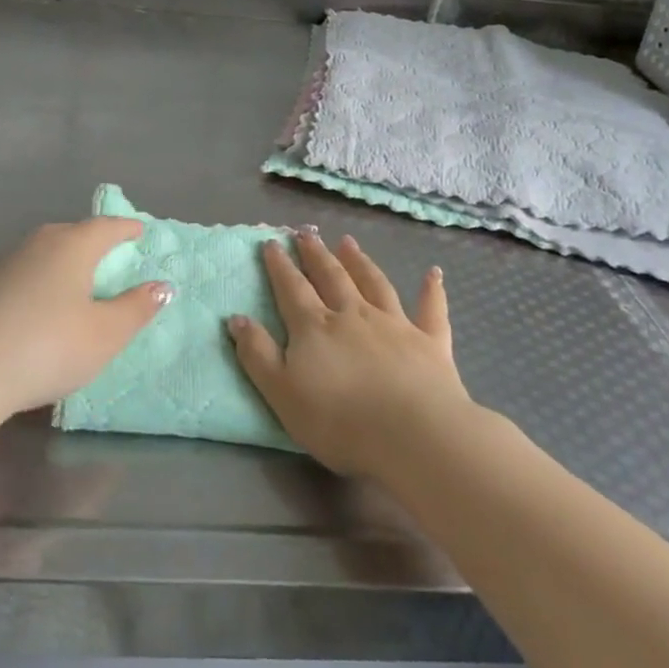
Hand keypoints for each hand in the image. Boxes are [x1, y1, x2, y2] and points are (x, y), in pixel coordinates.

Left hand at [0, 218, 171, 418]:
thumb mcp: (105, 335)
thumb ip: (136, 308)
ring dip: (64, 265)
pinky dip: (39, 284)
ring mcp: (3, 263)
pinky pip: (22, 275)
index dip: (127, 229)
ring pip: (44, 254)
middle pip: (73, 234)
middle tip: (112, 260)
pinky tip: (37, 311)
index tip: (140, 231)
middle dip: (95, 243)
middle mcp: (37, 243)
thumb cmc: (46, 348)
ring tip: (76, 287)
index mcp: (72, 245)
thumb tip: (161, 285)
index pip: (107, 226)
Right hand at [227, 228, 468, 477]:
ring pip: (374, 283)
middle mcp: (353, 315)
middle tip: (306, 233)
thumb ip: (258, 354)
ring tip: (348, 242)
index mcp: (315, 327)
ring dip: (360, 261)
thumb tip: (235, 318)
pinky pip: (431, 310)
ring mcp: (395, 325)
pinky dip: (431, 290)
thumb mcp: (281, 393)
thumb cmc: (339, 421)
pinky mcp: (430, 342)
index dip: (280, 266)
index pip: (292, 288)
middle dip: (316, 254)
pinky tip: (433, 273)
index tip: (272, 242)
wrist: (414, 434)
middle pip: (331, 277)